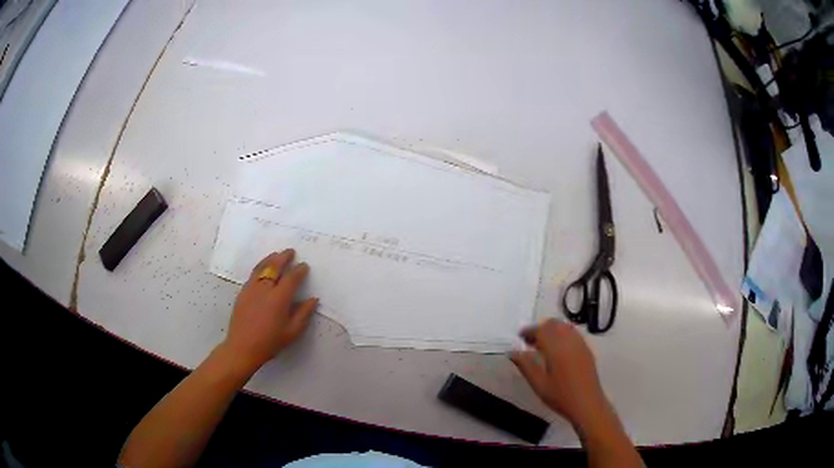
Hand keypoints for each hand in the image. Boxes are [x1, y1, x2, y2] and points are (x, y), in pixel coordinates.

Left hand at [220, 249, 317, 372]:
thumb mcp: (292, 332)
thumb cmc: (270, 342)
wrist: (242, 347)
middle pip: (275, 266)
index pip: (291, 278)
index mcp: (279, 298)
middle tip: (290, 251)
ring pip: (261, 267)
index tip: (304, 266)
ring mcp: (251, 289)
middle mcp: (265, 289)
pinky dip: (260, 267)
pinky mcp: (242, 292)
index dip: (299, 270)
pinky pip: (253, 274)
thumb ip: (303, 313)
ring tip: (276, 254)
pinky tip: (262, 268)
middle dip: (284, 257)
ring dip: (270, 259)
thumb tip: (313, 299)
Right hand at [510, 319, 605, 427]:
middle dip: (540, 328)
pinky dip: (562, 334)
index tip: (519, 337)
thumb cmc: (560, 396)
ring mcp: (580, 343)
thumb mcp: (538, 384)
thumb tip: (513, 352)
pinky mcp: (586, 349)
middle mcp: (569, 341)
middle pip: (553, 324)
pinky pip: (572, 333)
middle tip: (529, 342)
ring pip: (564, 326)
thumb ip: (525, 365)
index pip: (540, 330)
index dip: (528, 331)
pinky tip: (557, 350)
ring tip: (542, 345)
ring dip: (551, 330)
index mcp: (556, 348)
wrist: (587, 404)